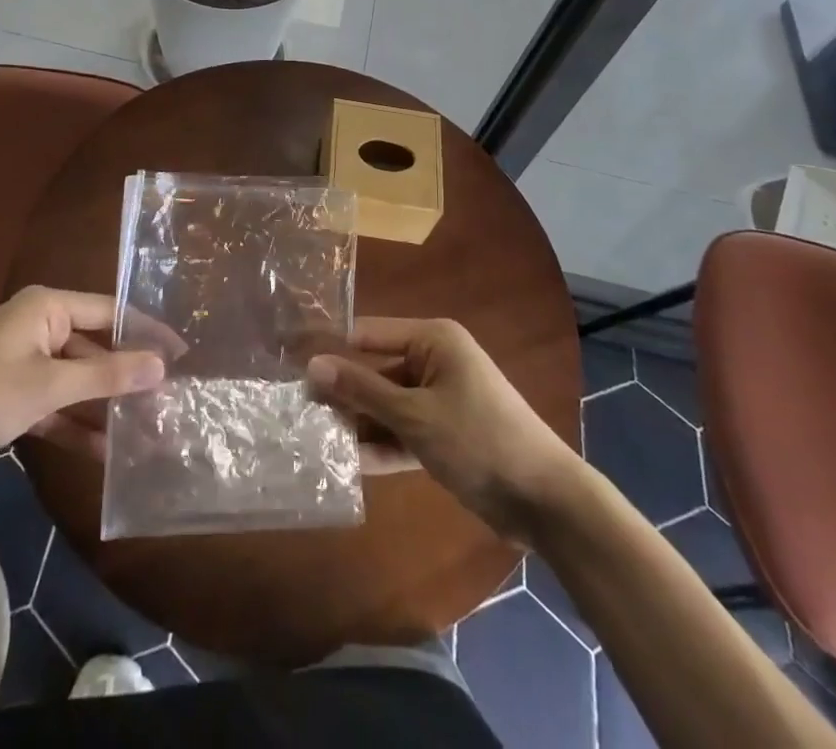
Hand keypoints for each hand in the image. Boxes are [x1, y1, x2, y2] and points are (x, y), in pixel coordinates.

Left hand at [0, 286, 164, 492]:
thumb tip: (161, 366)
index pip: (110, 311)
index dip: (146, 331)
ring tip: (145, 429)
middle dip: (126, 376)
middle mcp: (39, 327)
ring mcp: (25, 362)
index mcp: (46, 307)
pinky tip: (106, 449)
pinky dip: (76, 423)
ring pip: (77, 379)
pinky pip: (56, 403)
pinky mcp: (13, 395)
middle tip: (167, 399)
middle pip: (95, 347)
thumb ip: (106, 376)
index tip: (182, 353)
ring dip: (104, 404)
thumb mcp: (48, 386)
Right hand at [308, 317, 573, 542]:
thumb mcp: (415, 415)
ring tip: (314, 439)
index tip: (290, 361)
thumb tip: (313, 365)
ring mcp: (440, 399)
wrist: (546, 501)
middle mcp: (435, 361)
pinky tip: (347, 463)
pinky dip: (382, 445)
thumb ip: (363, 390)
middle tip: (297, 411)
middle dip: (343, 394)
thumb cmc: (479, 440)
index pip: (369, 333)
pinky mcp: (445, 434)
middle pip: (376, 371)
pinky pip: (404, 431)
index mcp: (433, 340)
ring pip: (388, 405)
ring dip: (359, 423)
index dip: (331, 347)